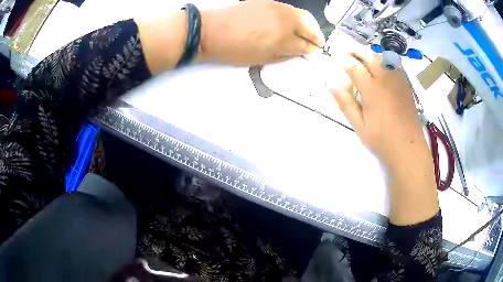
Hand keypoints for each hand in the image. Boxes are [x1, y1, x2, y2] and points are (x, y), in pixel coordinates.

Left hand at [198, 0, 324, 65]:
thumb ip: (283, 55)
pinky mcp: (269, 2)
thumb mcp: (260, 59)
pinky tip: (294, 22)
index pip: (305, 44)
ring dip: (310, 24)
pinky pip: (290, 9)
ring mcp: (277, 9)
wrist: (212, 30)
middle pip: (309, 26)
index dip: (311, 49)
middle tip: (318, 42)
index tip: (315, 51)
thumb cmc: (234, 50)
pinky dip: (297, 16)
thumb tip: (298, 53)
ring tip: (310, 32)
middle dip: (316, 35)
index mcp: (282, 39)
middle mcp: (284, 21)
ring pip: (302, 15)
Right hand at [329, 50, 428, 171]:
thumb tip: (331, 86)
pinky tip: (378, 65)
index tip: (333, 55)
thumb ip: (346, 104)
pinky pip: (393, 63)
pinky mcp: (405, 84)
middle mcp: (386, 80)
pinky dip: (382, 58)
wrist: (409, 148)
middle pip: (369, 55)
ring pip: (382, 56)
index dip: (342, 59)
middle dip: (354, 49)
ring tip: (360, 55)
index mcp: (373, 91)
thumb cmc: (383, 140)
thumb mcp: (360, 126)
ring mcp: (398, 80)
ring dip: (368, 52)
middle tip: (344, 51)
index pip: (354, 67)